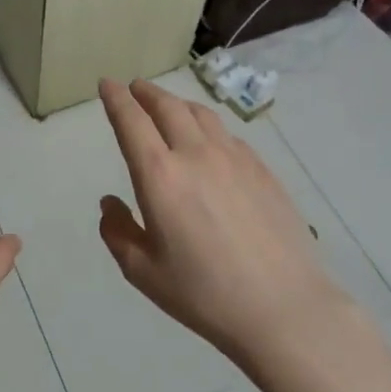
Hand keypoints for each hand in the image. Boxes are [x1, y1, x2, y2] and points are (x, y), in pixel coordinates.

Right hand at [97, 78, 348, 365]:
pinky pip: (228, 135)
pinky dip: (208, 127)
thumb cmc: (204, 294)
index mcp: (160, 175)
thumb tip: (109, 203)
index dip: (116, 98)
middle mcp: (196, 154)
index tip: (107, 83)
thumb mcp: (143, 272)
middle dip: (146, 93)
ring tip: (169, 106)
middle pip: (168, 107)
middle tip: (135, 88)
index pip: (131, 121)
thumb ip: (118, 232)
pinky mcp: (263, 170)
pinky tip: (210, 142)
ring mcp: (235, 158)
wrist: (284, 308)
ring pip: (201, 114)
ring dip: (178, 103)